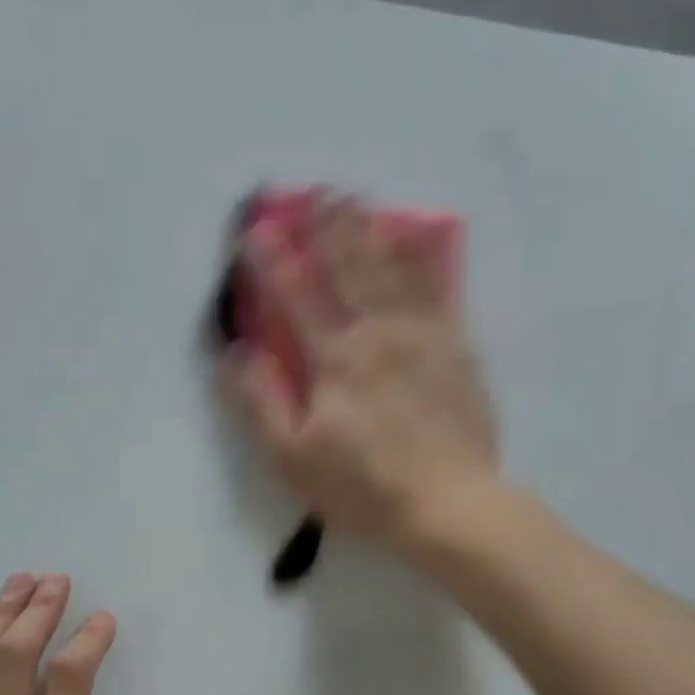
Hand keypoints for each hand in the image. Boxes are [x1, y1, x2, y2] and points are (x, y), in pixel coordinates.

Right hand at [225, 198, 499, 549]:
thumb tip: (237, 353)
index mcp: (334, 360)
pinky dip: (422, 259)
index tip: (256, 228)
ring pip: (393, 268)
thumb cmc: (364, 488)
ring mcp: (422, 336)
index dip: (272, 259)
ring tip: (358, 198)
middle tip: (314, 191)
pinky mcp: (457, 348)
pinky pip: (438, 289)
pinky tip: (416, 239)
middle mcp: (377, 333)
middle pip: (348, 267)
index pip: (295, 295)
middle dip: (327, 226)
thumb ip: (262, 403)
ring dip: (370, 229)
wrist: (450, 504)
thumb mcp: (293, 459)